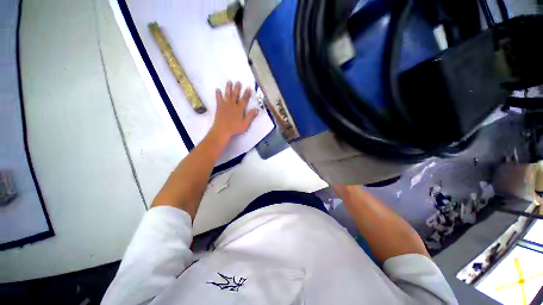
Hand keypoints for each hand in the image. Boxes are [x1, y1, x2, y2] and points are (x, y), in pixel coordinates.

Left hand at [211, 80, 258, 141]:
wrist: (222, 130)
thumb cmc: (235, 128)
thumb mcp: (245, 124)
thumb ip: (251, 116)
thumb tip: (256, 109)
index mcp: (239, 108)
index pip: (244, 99)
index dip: (247, 94)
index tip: (249, 88)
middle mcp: (233, 104)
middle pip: (235, 95)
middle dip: (237, 88)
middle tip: (238, 82)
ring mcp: (225, 105)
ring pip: (227, 94)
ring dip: (228, 88)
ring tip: (229, 81)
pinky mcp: (219, 106)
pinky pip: (218, 98)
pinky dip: (218, 94)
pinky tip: (217, 89)